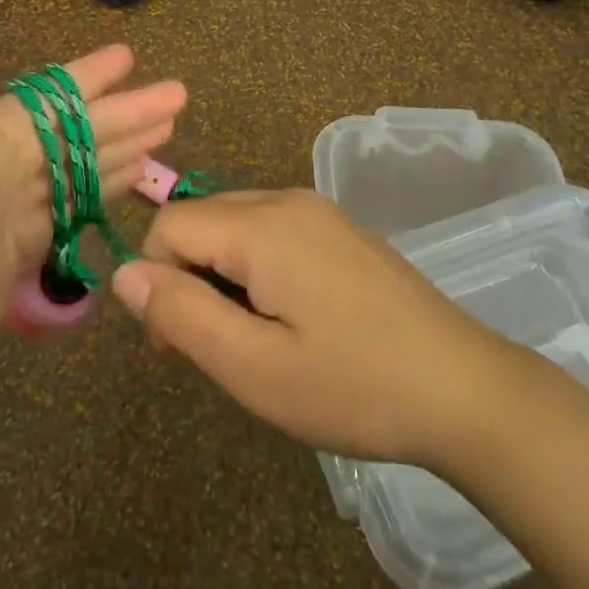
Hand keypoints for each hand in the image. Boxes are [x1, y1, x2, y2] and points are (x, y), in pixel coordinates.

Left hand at [0, 0, 184, 387]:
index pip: (57, 93)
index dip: (93, 74)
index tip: (131, 56)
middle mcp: (12, 157)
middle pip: (83, 126)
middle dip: (130, 110)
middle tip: (180, 95)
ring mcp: (24, 199)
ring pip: (86, 161)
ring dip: (126, 143)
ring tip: (170, 130)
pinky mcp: (33, 237)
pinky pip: (80, 199)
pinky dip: (109, 184)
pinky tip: (139, 175)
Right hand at [109, 189, 503, 466]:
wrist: (465, 388)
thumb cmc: (354, 385)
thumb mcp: (255, 367)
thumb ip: (182, 313)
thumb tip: (123, 272)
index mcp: (263, 225)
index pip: (170, 225)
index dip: (156, 280)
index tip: (176, 344)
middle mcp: (286, 200)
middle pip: (201, 219)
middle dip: (186, 277)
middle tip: (212, 349)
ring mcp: (318, 210)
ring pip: (234, 224)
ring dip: (219, 274)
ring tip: (249, 339)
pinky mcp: (338, 228)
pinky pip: (270, 231)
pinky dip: (253, 267)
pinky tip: (285, 319)